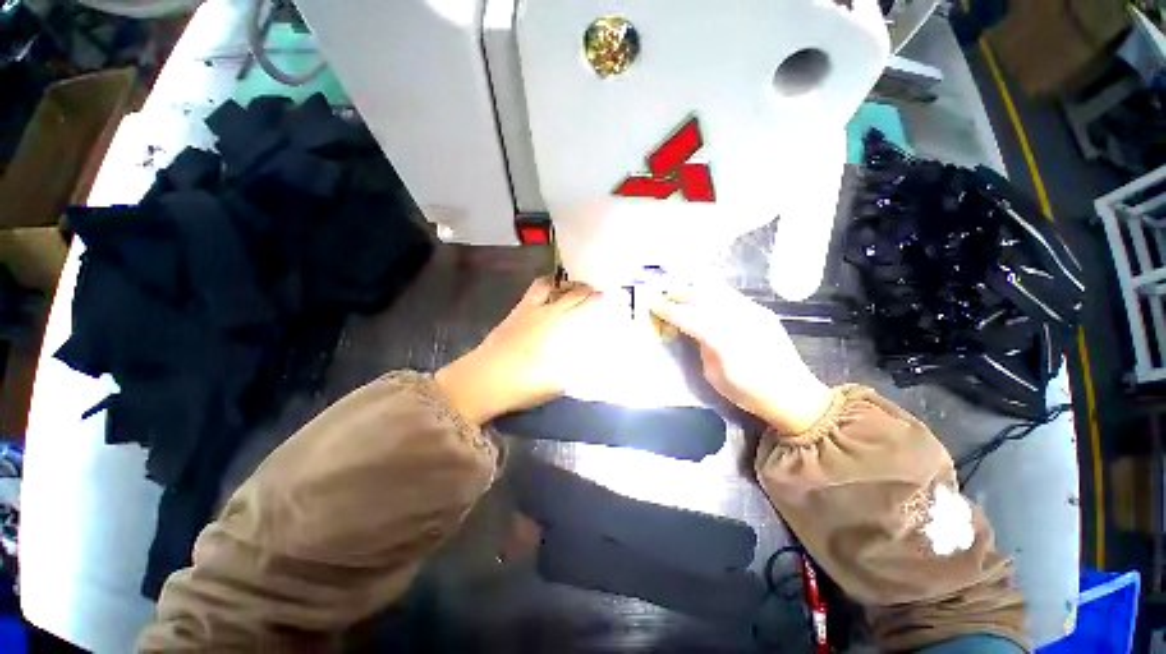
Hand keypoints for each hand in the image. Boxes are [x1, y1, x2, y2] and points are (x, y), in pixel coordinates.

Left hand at [435, 278, 614, 424]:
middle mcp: (545, 313)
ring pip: (548, 286)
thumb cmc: (522, 384)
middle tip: (594, 291)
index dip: (595, 299)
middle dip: (584, 289)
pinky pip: (533, 292)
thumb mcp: (556, 383)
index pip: (582, 306)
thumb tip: (588, 360)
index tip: (605, 297)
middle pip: (569, 293)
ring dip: (563, 284)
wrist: (482, 381)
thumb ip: (575, 370)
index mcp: (558, 327)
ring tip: (571, 288)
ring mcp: (527, 310)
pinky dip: (546, 288)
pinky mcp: (514, 313)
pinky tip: (549, 296)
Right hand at [649, 283, 832, 433]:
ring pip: (717, 290)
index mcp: (726, 342)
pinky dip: (711, 290)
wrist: (795, 395)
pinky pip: (730, 295)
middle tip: (661, 294)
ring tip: (677, 287)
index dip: (669, 310)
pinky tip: (701, 292)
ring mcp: (754, 312)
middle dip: (678, 293)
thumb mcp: (715, 376)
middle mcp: (740, 320)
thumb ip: (702, 347)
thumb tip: (693, 330)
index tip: (652, 305)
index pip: (690, 318)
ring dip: (694, 287)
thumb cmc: (749, 394)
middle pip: (703, 298)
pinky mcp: (762, 311)